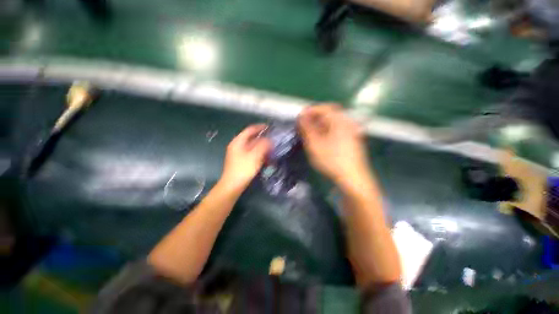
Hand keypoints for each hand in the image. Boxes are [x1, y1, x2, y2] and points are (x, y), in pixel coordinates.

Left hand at [219, 124, 270, 192]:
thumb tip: (269, 139)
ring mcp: (239, 153)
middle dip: (263, 138)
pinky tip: (265, 157)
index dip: (260, 127)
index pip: (250, 129)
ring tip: (271, 148)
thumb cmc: (243, 169)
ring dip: (262, 146)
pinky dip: (259, 153)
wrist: (233, 185)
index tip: (270, 127)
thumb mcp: (255, 155)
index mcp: (238, 141)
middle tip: (273, 139)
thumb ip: (263, 145)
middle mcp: (237, 145)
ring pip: (252, 146)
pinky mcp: (241, 160)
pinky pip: (252, 153)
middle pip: (251, 137)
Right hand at [298, 104, 371, 188]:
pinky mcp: (352, 139)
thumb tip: (301, 116)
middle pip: (329, 113)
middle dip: (315, 117)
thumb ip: (307, 128)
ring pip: (333, 122)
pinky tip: (322, 139)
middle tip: (304, 125)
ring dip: (320, 124)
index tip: (299, 117)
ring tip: (310, 133)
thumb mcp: (315, 144)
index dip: (310, 110)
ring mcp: (352, 131)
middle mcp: (348, 122)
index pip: (323, 108)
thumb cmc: (332, 160)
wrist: (353, 178)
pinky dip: (327, 130)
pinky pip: (338, 129)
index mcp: (339, 120)